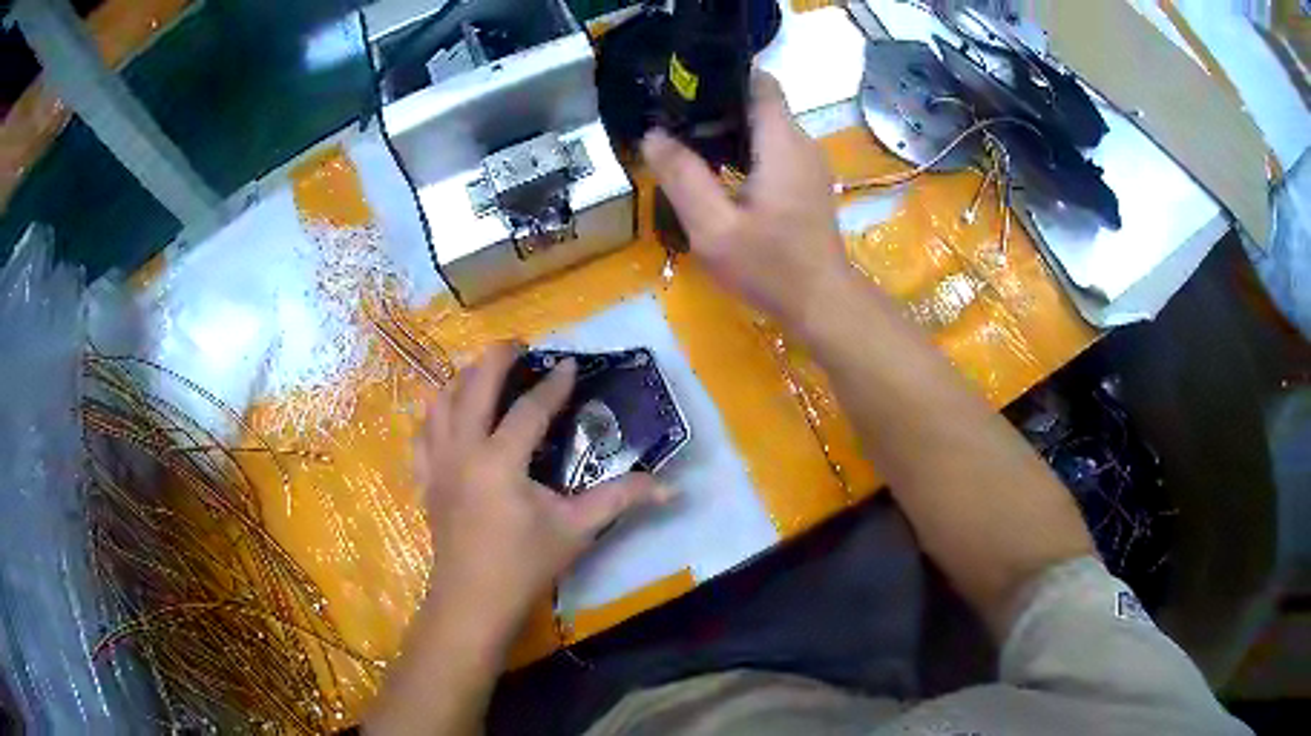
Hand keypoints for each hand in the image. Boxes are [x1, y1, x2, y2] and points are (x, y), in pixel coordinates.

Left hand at [414, 343, 665, 633]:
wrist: (473, 602)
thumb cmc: (524, 566)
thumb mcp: (575, 530)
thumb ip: (620, 500)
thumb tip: (670, 487)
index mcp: (500, 461)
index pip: (529, 409)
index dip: (553, 384)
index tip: (569, 363)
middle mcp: (463, 450)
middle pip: (473, 386)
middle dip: (495, 358)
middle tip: (518, 345)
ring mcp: (438, 464)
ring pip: (439, 403)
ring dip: (461, 379)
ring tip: (482, 371)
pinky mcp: (426, 480)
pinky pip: (422, 434)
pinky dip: (434, 414)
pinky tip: (445, 413)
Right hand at [642, 72, 850, 328]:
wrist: (822, 304)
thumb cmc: (770, 268)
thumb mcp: (714, 229)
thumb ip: (683, 177)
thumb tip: (654, 135)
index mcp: (781, 143)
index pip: (758, 81)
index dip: (721, 78)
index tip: (684, 92)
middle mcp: (801, 142)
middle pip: (758, 102)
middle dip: (716, 106)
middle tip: (673, 125)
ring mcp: (808, 162)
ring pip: (764, 126)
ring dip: (727, 130)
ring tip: (686, 147)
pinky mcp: (807, 181)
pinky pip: (772, 148)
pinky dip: (743, 150)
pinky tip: (716, 174)